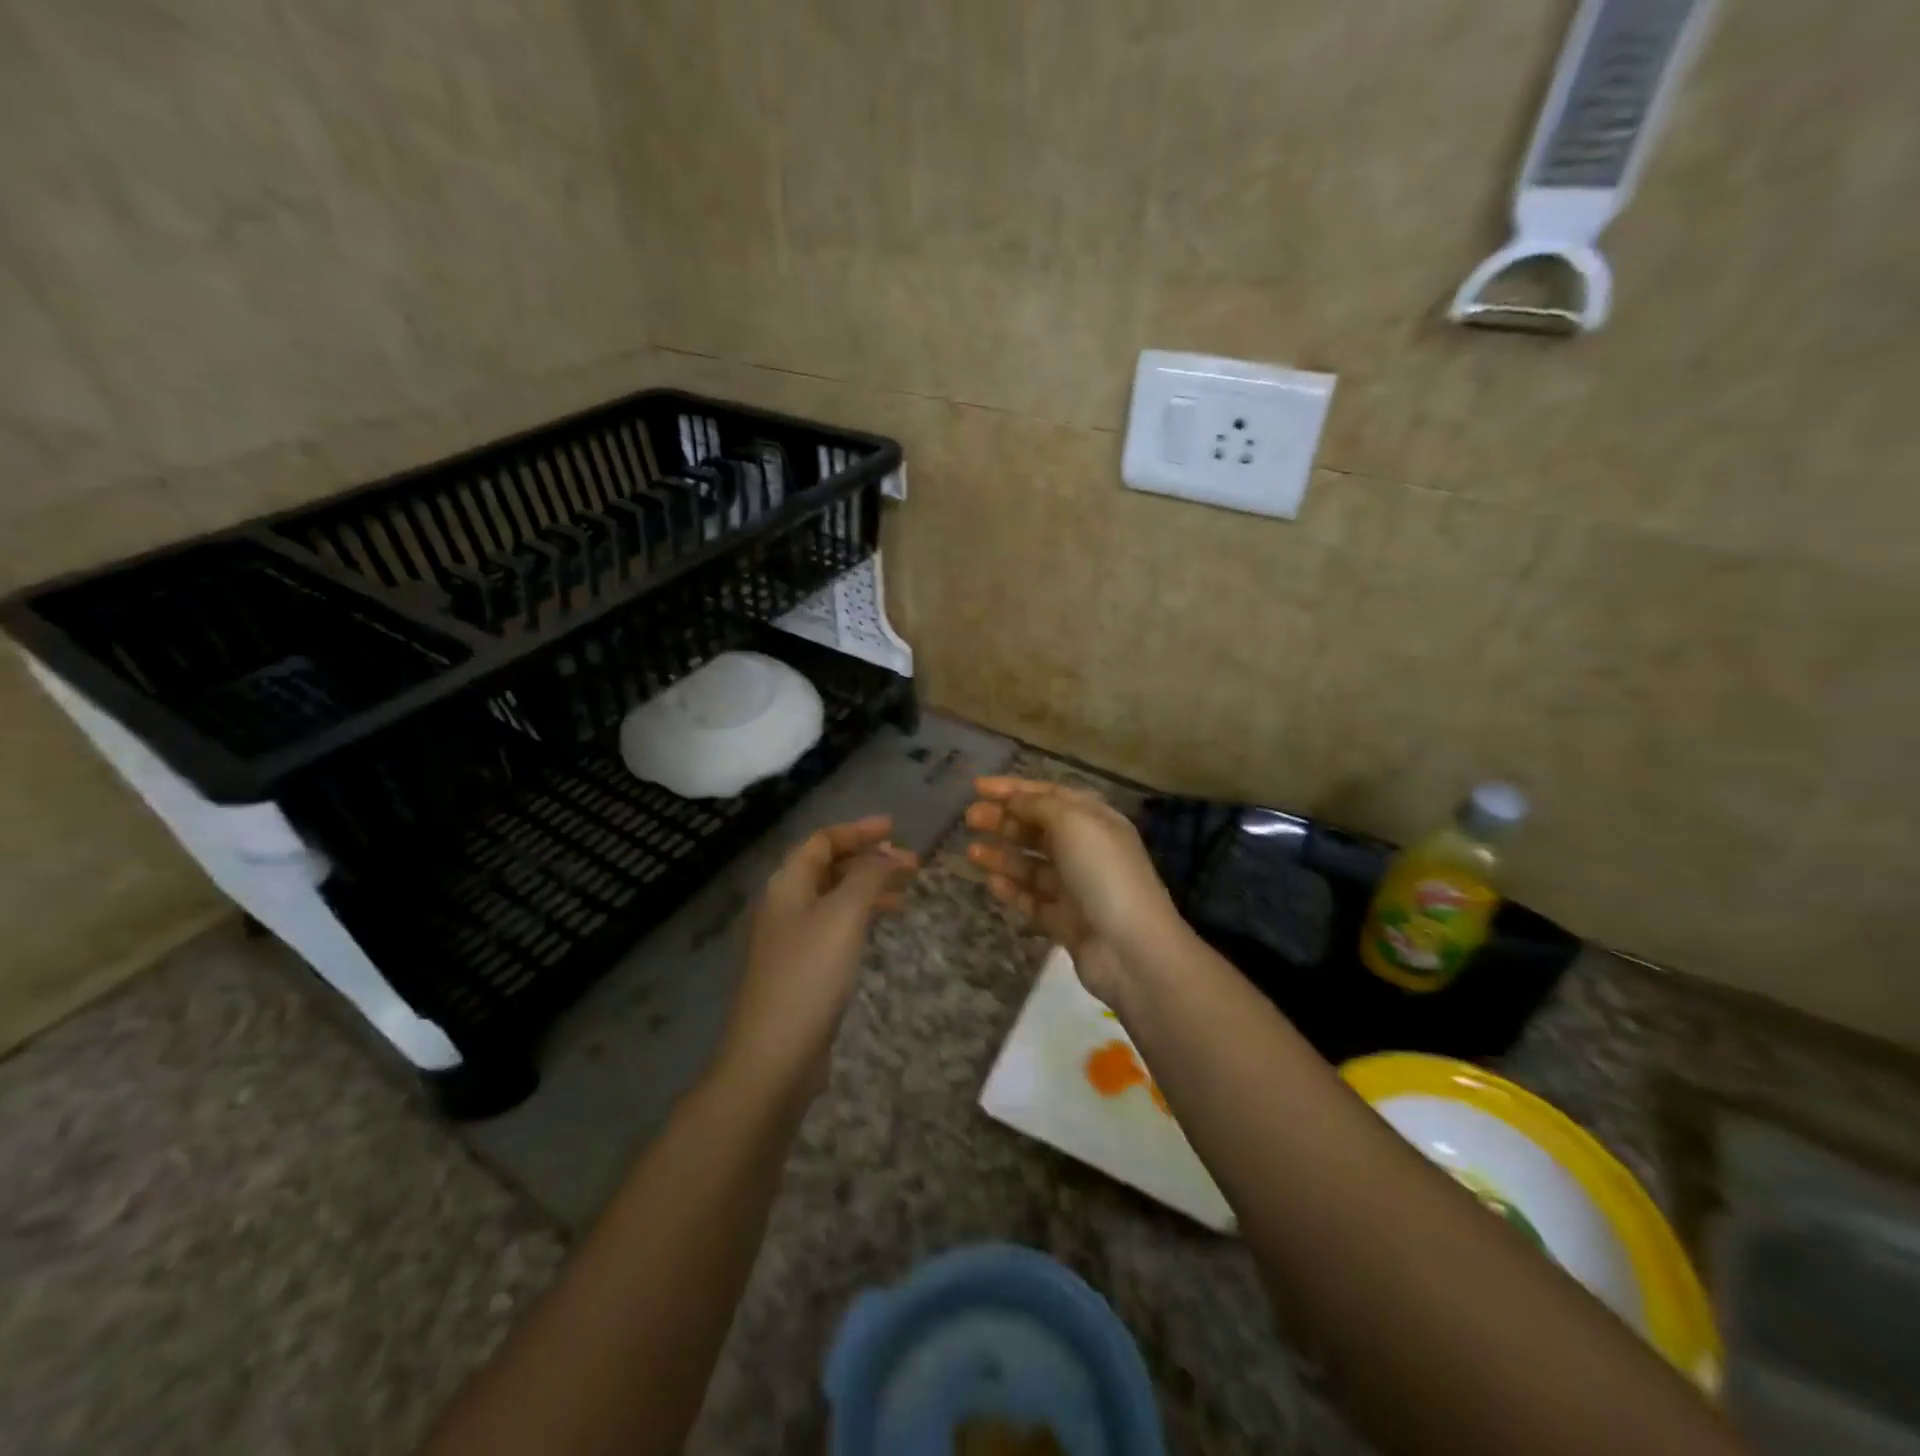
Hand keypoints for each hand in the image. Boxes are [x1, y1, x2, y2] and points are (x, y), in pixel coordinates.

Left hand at [718, 815, 916, 1103]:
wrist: (774, 1055)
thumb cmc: (810, 973)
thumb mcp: (844, 914)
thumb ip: (868, 876)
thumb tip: (887, 855)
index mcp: (787, 884)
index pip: (822, 840)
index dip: (858, 830)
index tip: (896, 829)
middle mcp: (784, 905)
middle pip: (827, 866)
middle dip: (868, 859)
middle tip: (910, 863)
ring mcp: (790, 939)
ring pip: (833, 897)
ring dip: (867, 888)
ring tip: (905, 894)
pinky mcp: (800, 969)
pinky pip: (834, 926)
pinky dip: (860, 916)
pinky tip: (880, 927)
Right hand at [964, 777, 1184, 1004]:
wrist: (1130, 948)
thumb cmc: (1103, 873)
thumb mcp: (1073, 823)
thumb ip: (1039, 806)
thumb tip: (1013, 800)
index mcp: (1094, 820)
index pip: (1049, 795)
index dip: (1013, 789)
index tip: (976, 786)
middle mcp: (1086, 849)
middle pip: (1037, 828)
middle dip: (1003, 820)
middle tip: (969, 819)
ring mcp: (1075, 887)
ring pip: (1031, 865)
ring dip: (1002, 854)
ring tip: (971, 853)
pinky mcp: (1064, 920)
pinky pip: (1032, 899)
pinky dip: (1012, 889)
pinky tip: (991, 882)